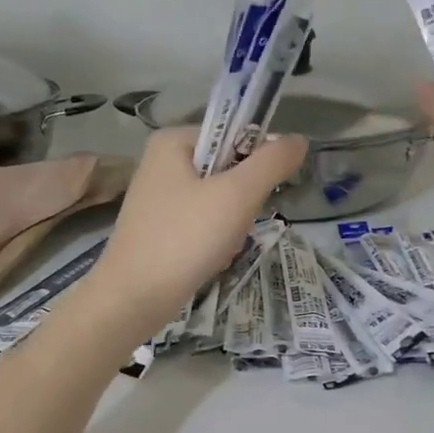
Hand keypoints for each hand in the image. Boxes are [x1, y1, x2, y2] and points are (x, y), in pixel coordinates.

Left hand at [81, 128, 306, 336]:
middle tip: (233, 225)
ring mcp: (158, 197)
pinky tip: (208, 258)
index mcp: (173, 141)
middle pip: (228, 169)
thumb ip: (272, 162)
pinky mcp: (158, 227)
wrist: (134, 298)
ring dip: (231, 224)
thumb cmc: (185, 238)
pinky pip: (202, 222)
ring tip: (219, 246)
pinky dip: (213, 239)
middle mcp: (161, 162)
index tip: (260, 194)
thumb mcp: (237, 195)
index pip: (235, 134)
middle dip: (242, 201)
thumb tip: (299, 140)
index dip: (258, 162)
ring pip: (218, 200)